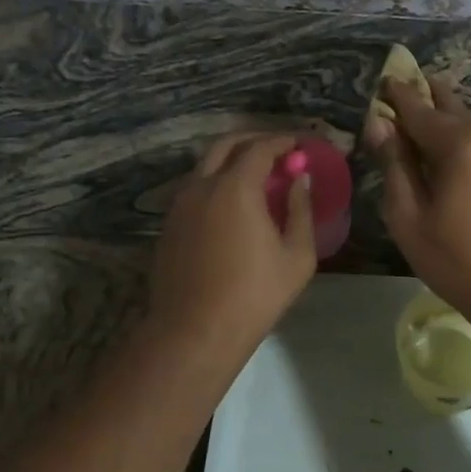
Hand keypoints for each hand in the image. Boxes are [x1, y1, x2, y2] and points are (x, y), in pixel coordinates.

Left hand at [151, 133, 314, 347]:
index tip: (300, 145)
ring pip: (205, 167)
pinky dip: (216, 183)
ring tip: (257, 177)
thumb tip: (300, 181)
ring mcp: (180, 205)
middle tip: (277, 152)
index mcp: (236, 187)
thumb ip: (301, 211)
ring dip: (232, 161)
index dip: (282, 142)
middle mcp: (202, 186)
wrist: (195, 330)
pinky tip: (233, 205)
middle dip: (253, 141)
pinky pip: (195, 190)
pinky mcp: (169, 225)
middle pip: (225, 145)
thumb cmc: (255, 294)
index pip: (260, 148)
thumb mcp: (297, 256)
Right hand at [365, 77, 470, 321]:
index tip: (385, 80)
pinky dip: (468, 141)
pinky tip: (454, 157)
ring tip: (425, 131)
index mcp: (464, 141)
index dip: (398, 96)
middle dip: (426, 101)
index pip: (420, 109)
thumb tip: (379, 124)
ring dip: (448, 124)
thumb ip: (394, 164)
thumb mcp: (410, 217)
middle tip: (403, 94)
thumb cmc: (458, 261)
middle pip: (451, 108)